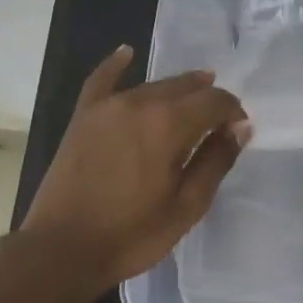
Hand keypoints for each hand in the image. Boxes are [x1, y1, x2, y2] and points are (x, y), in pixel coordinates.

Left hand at [22, 45, 250, 289]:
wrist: (61, 249)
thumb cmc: (131, 234)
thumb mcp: (187, 205)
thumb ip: (216, 161)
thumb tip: (240, 128)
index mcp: (168, 124)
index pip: (214, 101)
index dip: (233, 112)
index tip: (239, 131)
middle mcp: (139, 103)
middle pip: (185, 87)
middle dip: (208, 99)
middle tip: (218, 123)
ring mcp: (107, 107)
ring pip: (152, 86)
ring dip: (177, 91)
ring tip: (193, 99)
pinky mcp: (83, 117)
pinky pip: (101, 80)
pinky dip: (116, 65)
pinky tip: (127, 52)